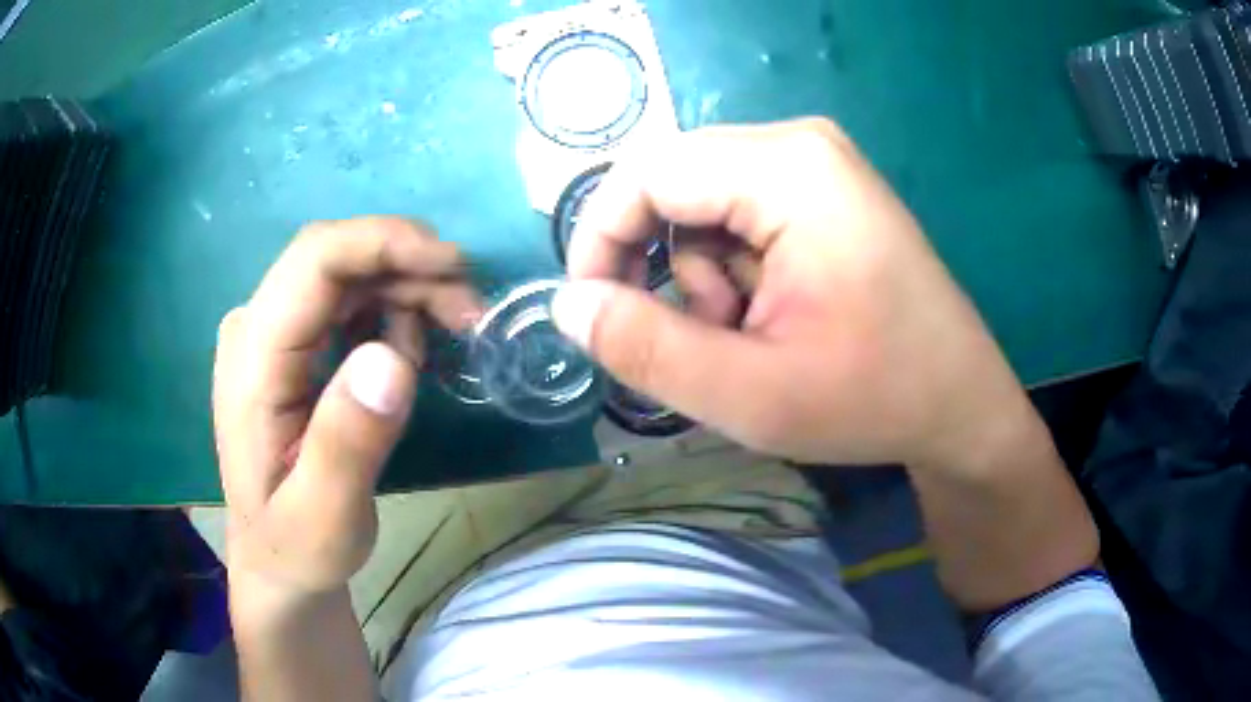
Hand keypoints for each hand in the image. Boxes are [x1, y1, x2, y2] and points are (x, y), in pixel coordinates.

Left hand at [212, 218, 479, 594]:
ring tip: (440, 349)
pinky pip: (350, 299)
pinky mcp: (291, 343)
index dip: (386, 243)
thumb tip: (389, 358)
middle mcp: (254, 327)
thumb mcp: (325, 518)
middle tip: (470, 316)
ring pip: (350, 273)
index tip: (456, 266)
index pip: (314, 260)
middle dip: (410, 269)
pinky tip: (405, 359)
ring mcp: (271, 332)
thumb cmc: (298, 546)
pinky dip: (392, 312)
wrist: (277, 560)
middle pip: (337, 257)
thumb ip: (347, 443)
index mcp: (251, 360)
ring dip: (407, 291)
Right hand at [553, 119, 1034, 469]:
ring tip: (753, 333)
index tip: (595, 310)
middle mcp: (800, 144)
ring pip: (703, 202)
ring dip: (703, 273)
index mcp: (789, 169)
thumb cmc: (874, 399)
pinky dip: (735, 268)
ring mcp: (818, 163)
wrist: (961, 405)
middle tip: (704, 335)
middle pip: (675, 182)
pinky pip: (740, 212)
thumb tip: (568, 305)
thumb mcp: (749, 394)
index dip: (601, 239)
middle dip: (664, 264)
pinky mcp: (825, 189)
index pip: (647, 173)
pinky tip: (775, 313)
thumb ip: (645, 347)